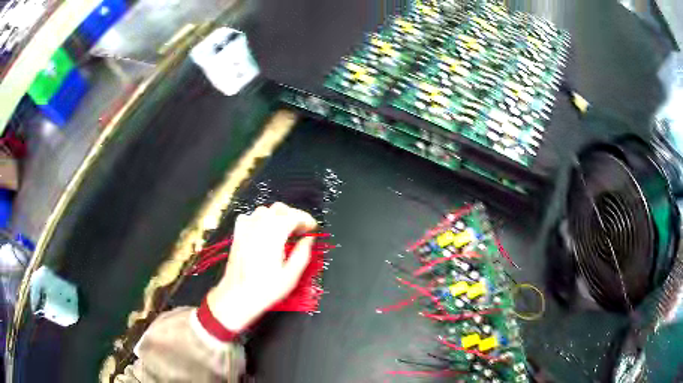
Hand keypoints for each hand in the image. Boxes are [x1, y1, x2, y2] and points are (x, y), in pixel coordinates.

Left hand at [206, 202, 317, 330]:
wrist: (237, 296)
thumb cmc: (265, 289)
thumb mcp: (290, 277)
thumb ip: (302, 254)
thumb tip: (308, 239)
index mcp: (274, 236)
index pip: (293, 216)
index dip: (305, 219)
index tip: (312, 228)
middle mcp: (258, 228)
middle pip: (279, 209)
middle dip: (293, 215)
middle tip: (301, 229)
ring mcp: (245, 230)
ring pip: (263, 210)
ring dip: (277, 216)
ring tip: (285, 230)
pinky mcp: (237, 235)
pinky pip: (248, 217)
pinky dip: (258, 219)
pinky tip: (263, 230)